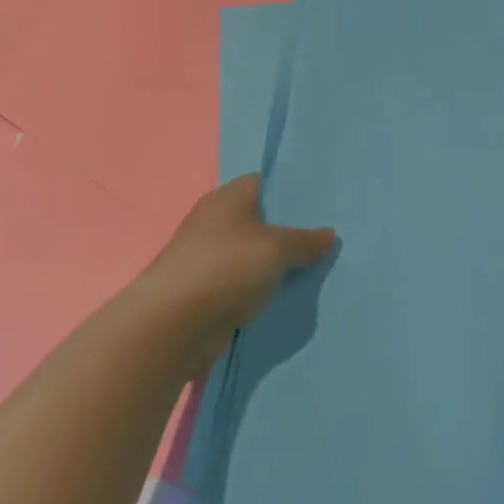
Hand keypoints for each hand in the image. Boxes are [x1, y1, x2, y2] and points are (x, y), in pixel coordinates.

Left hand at [143, 175, 336, 362]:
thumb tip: (328, 234)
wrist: (175, 321)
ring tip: (312, 268)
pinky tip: (284, 295)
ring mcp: (206, 255)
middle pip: (258, 219)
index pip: (264, 183)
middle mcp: (213, 220)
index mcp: (227, 197)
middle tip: (324, 239)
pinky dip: (258, 287)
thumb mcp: (277, 248)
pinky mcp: (203, 288)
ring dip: (273, 263)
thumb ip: (306, 240)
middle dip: (288, 230)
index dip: (292, 192)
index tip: (321, 205)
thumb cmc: (227, 267)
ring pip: (250, 253)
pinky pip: (240, 281)